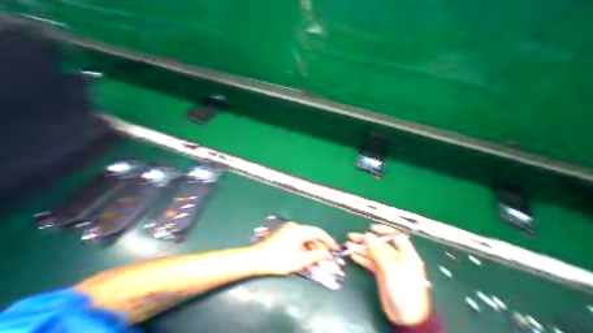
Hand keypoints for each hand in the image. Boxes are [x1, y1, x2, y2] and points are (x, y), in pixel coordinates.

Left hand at [252, 221, 340, 275]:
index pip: (319, 232)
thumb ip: (316, 256)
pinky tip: (306, 253)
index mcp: (300, 230)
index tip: (335, 248)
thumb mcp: (300, 260)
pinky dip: (305, 244)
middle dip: (320, 244)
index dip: (329, 240)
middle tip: (326, 255)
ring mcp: (290, 228)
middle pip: (312, 233)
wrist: (258, 258)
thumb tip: (328, 254)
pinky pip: (300, 236)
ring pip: (306, 235)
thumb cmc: (279, 260)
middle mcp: (296, 226)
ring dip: (313, 245)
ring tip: (316, 257)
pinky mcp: (286, 232)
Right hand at [346, 224, 429, 325]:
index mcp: (405, 254)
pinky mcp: (381, 272)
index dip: (383, 230)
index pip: (395, 236)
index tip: (371, 229)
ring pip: (372, 252)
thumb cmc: (404, 291)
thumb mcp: (391, 269)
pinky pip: (370, 261)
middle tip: (351, 237)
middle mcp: (396, 257)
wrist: (407, 319)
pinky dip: (361, 258)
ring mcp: (388, 265)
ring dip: (360, 248)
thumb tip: (367, 234)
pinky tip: (352, 255)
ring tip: (347, 245)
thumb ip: (377, 251)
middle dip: (365, 240)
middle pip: (379, 244)